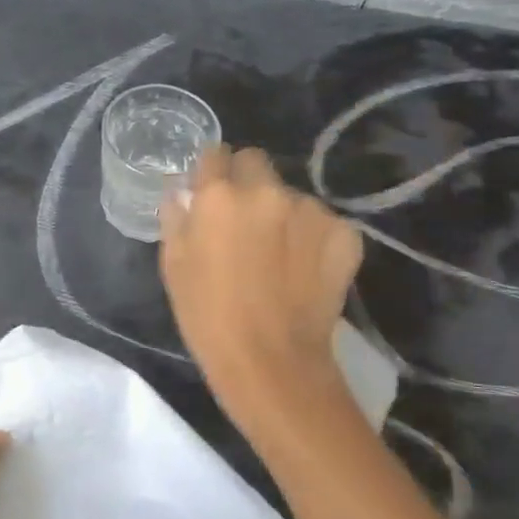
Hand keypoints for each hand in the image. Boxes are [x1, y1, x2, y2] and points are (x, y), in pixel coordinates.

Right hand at [160, 145, 362, 416]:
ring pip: (291, 194)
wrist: (272, 364)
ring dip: (282, 212)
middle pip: (256, 162)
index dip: (211, 172)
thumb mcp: (174, 267)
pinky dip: (313, 238)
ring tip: (279, 255)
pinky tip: (305, 269)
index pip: (214, 153)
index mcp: (219, 196)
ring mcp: (310, 210)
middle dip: (247, 181)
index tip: (211, 192)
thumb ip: (176, 218)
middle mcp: (266, 192)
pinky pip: (322, 222)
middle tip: (244, 220)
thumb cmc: (208, 318)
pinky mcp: (343, 234)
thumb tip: (181, 193)